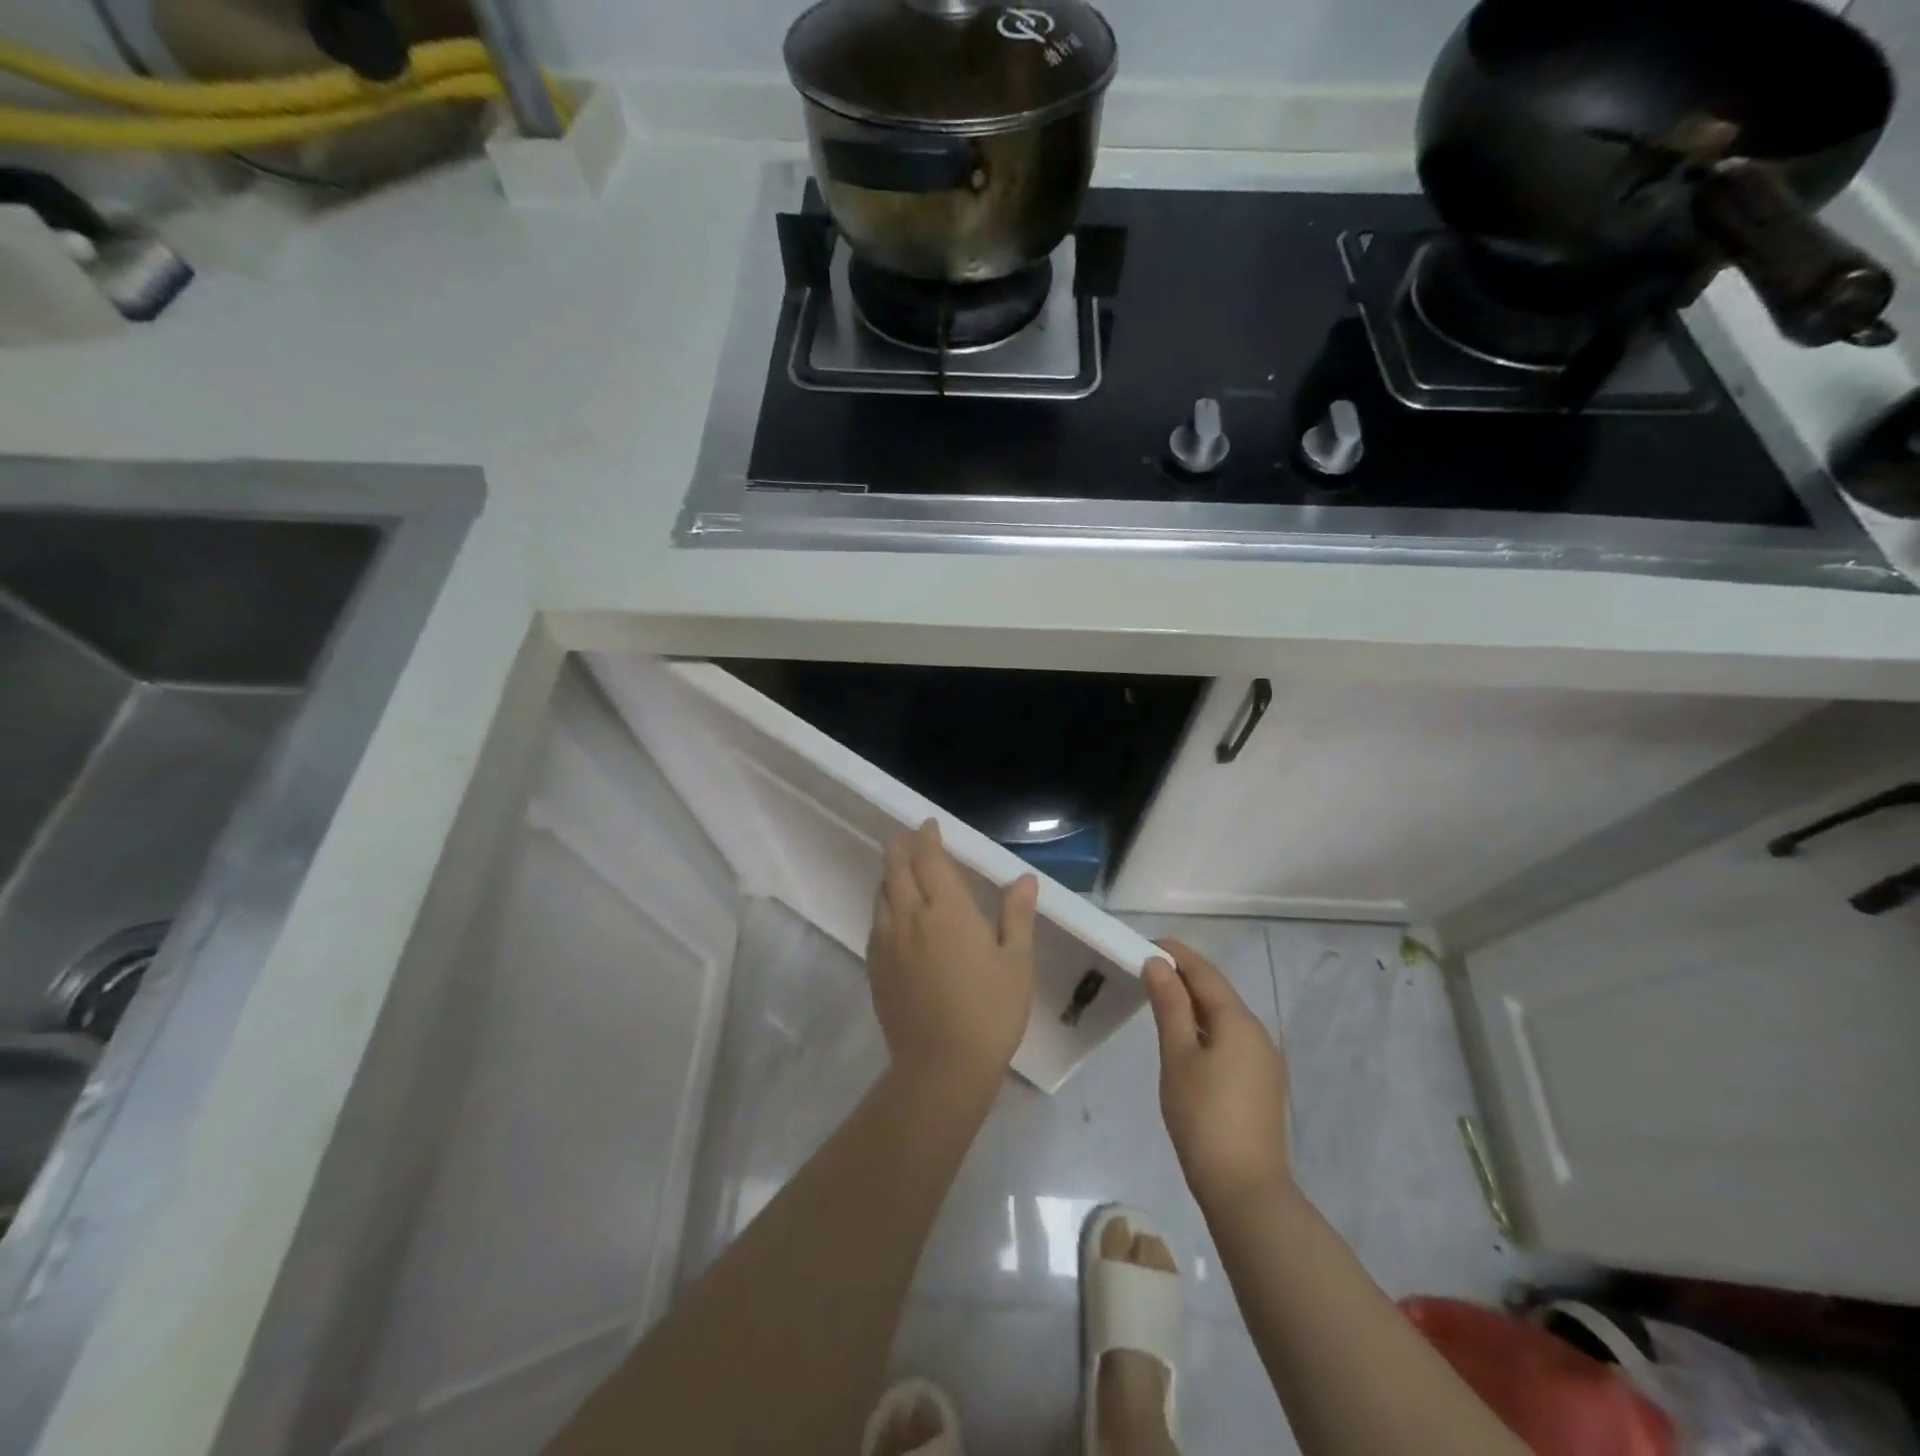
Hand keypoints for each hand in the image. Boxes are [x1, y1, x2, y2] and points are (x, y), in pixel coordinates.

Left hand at [867, 820, 1038, 1097]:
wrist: (942, 1067)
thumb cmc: (989, 1012)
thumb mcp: (1017, 962)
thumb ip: (1017, 915)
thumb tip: (1023, 878)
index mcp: (948, 911)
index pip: (930, 860)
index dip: (927, 839)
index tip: (928, 826)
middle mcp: (911, 918)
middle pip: (897, 871)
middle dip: (899, 848)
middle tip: (904, 837)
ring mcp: (888, 944)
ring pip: (882, 896)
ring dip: (889, 876)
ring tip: (896, 869)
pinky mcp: (876, 969)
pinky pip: (876, 924)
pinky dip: (883, 906)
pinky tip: (891, 915)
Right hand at [1146, 939, 1293, 1210]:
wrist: (1245, 1190)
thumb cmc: (1204, 1117)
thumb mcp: (1178, 1056)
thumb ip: (1169, 1005)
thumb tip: (1159, 964)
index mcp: (1238, 1021)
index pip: (1205, 973)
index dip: (1176, 954)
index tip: (1146, 944)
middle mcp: (1258, 1033)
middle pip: (1217, 992)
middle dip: (1184, 977)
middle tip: (1146, 970)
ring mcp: (1263, 1060)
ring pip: (1224, 1017)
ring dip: (1193, 1003)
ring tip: (1158, 1000)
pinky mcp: (1260, 1084)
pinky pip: (1230, 1039)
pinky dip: (1205, 1028)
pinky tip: (1184, 1039)